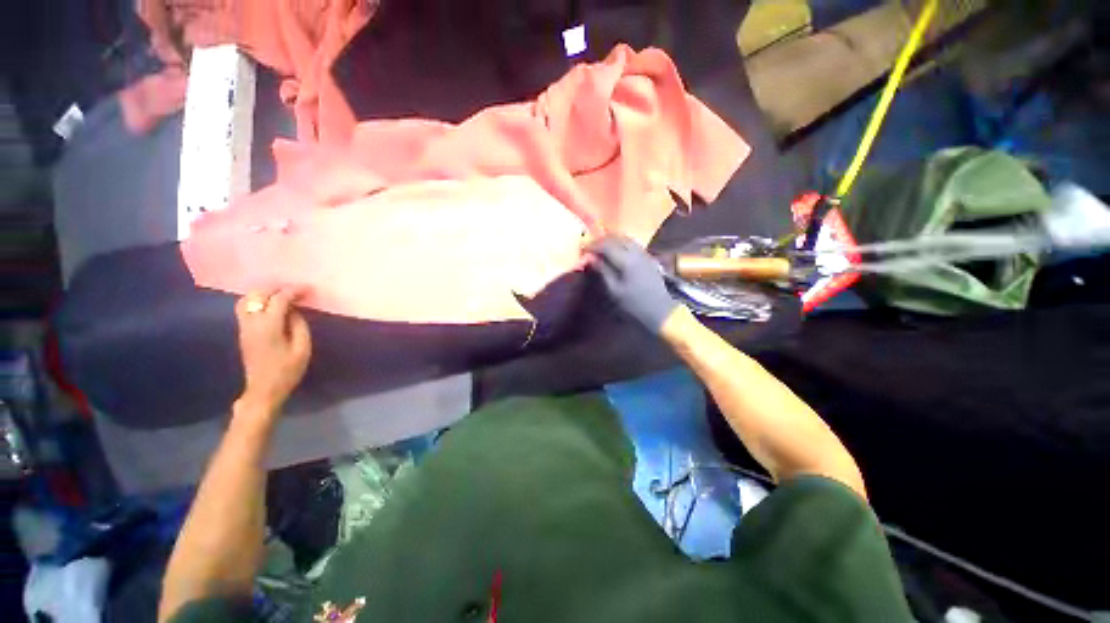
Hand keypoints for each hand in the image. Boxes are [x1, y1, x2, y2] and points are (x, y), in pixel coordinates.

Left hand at [234, 289, 311, 414]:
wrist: (264, 389)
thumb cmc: (287, 371)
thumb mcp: (302, 349)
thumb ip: (299, 326)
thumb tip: (295, 311)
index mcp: (269, 326)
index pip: (279, 299)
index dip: (294, 291)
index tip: (309, 288)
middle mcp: (252, 322)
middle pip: (258, 294)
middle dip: (277, 287)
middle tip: (295, 289)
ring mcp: (244, 327)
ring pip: (246, 299)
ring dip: (264, 292)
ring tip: (281, 293)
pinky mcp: (242, 331)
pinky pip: (245, 307)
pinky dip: (256, 299)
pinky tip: (269, 304)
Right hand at [587, 235, 679, 332]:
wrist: (661, 308)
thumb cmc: (635, 303)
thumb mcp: (615, 291)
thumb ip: (603, 272)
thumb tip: (591, 258)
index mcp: (627, 261)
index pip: (606, 245)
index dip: (593, 245)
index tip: (583, 250)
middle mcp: (636, 252)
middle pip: (616, 238)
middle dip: (601, 240)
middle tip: (590, 248)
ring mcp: (644, 253)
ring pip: (625, 238)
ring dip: (611, 240)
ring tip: (600, 248)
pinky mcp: (648, 256)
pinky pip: (632, 243)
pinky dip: (620, 243)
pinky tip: (615, 251)